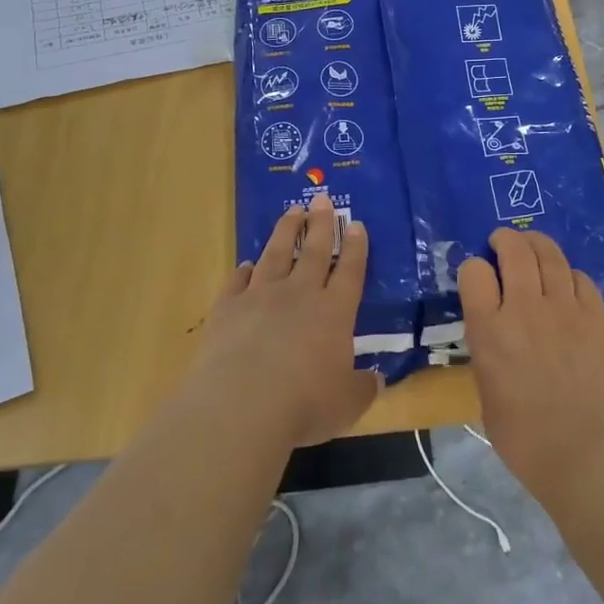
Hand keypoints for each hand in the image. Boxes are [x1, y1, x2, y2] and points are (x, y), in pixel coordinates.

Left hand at [193, 194, 380, 449]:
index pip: (349, 270)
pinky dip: (243, 271)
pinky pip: (237, 281)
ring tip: (292, 211)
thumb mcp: (347, 404)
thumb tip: (376, 380)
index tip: (356, 223)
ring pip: (276, 254)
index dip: (355, 246)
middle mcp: (300, 294)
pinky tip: (247, 264)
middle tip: (322, 198)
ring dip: (285, 231)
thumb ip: (362, 388)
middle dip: (321, 222)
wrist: (240, 405)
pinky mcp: (227, 308)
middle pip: (313, 250)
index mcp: (334, 312)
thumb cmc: (304, 405)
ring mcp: (260, 297)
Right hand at [458, 229, 603, 501]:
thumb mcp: (485, 391)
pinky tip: (565, 280)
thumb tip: (494, 330)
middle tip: (501, 243)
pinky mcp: (595, 317)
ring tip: (531, 245)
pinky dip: (568, 273)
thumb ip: (487, 349)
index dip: (473, 269)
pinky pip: (581, 277)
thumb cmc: (523, 437)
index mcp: (489, 330)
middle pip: (514, 250)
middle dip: (504, 239)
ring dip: (536, 243)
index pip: (474, 272)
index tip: (476, 278)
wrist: (584, 453)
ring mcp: (564, 308)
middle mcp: (524, 308)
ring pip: (549, 254)